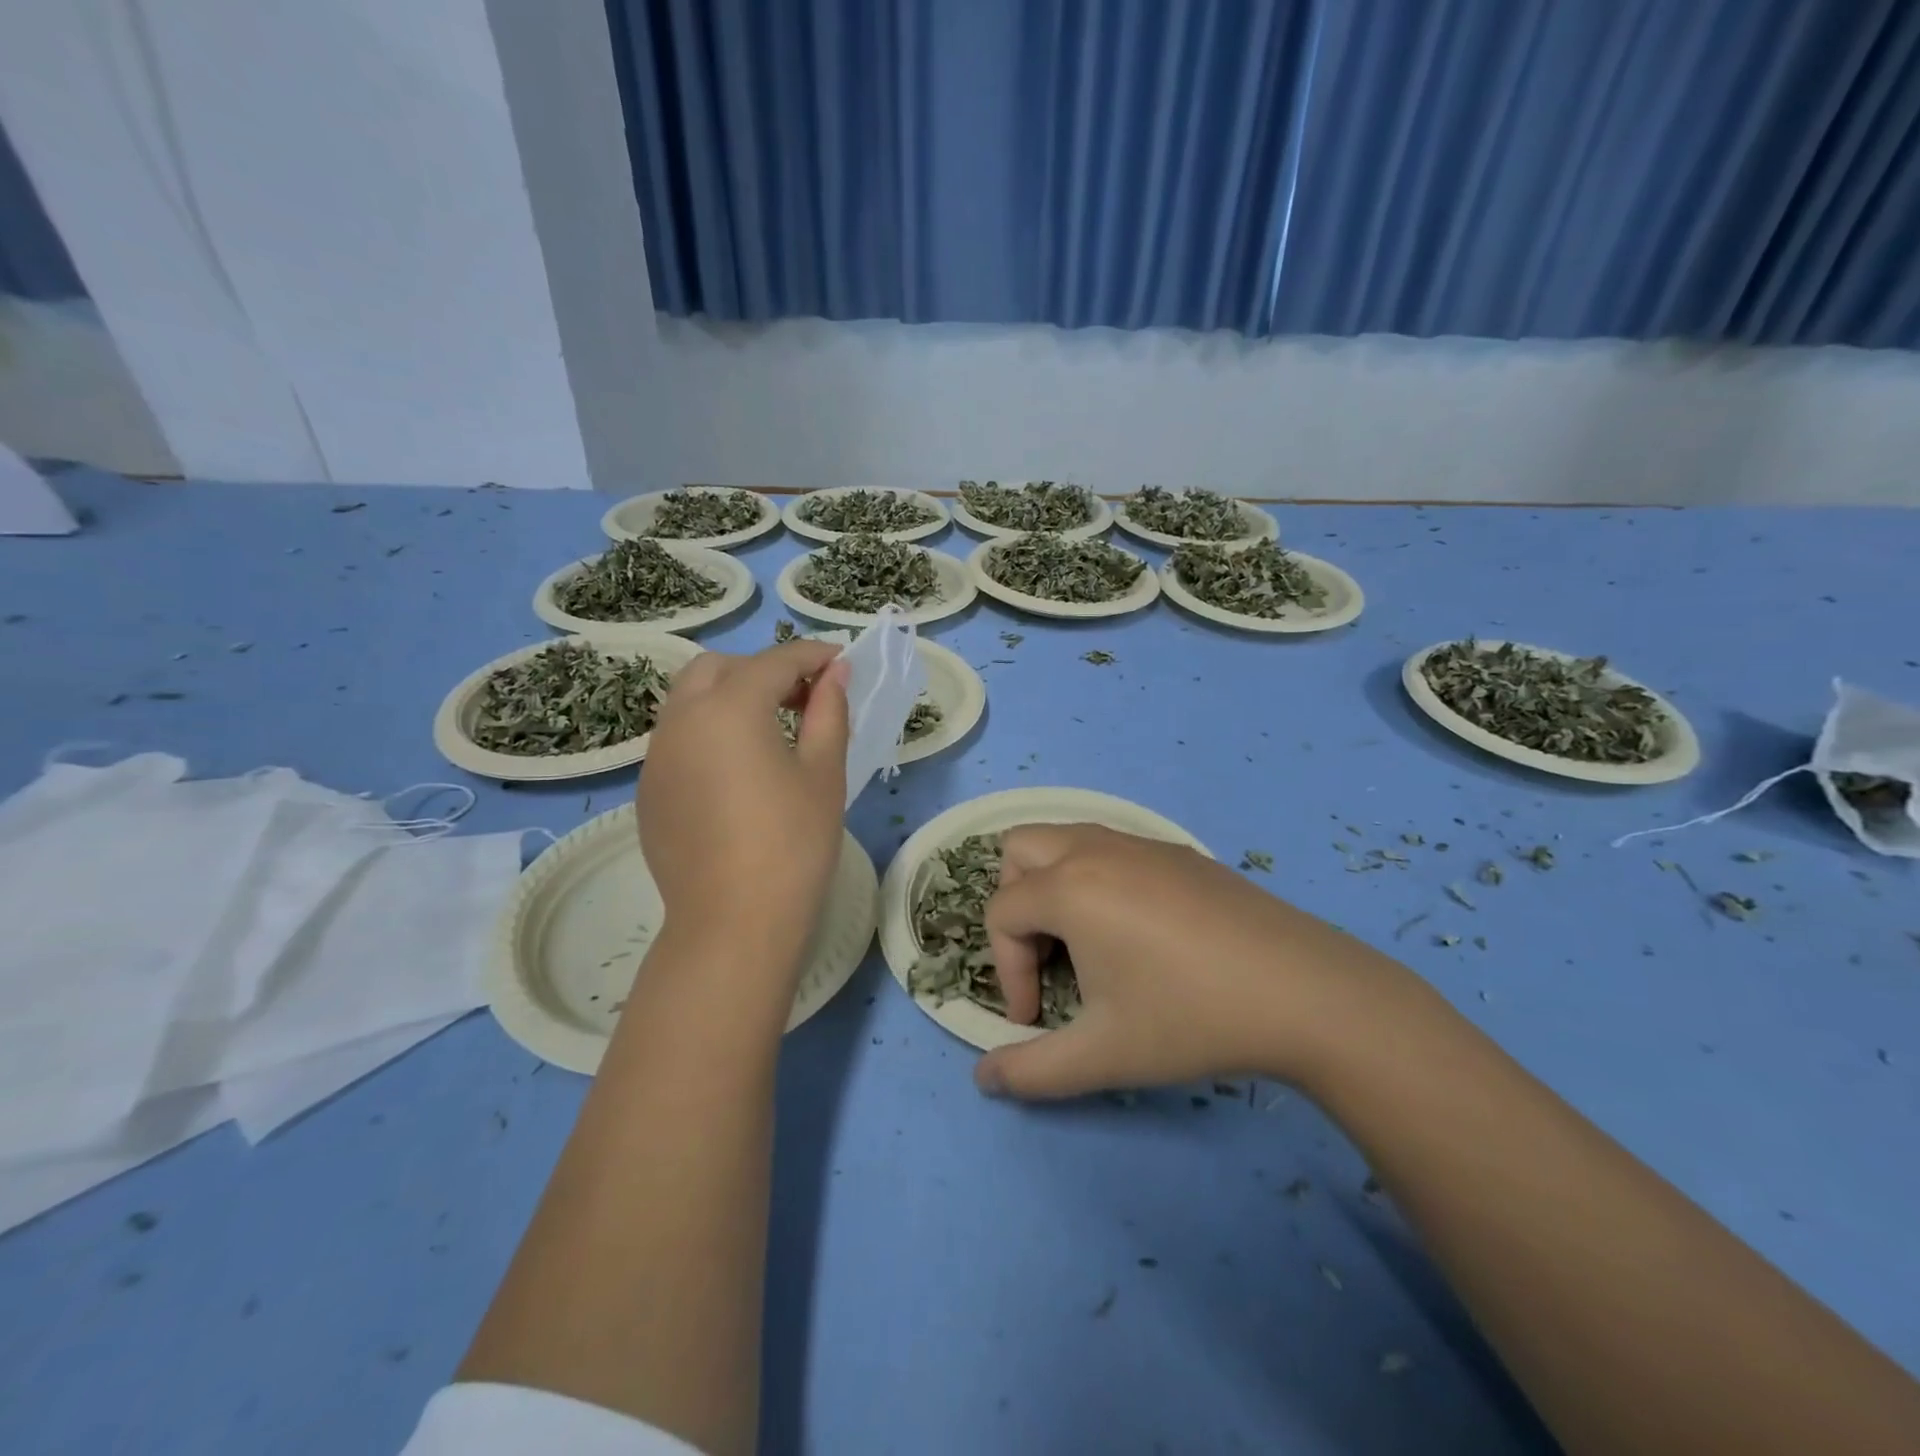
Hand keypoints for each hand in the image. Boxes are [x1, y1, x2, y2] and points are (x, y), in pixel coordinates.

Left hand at [636, 641, 849, 972]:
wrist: (733, 923)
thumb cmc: (793, 844)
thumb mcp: (824, 773)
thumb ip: (829, 712)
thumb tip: (835, 674)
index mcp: (730, 708)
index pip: (775, 661)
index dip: (813, 655)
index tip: (841, 661)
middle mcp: (682, 719)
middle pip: (719, 668)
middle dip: (762, 669)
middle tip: (803, 698)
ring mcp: (657, 755)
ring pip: (690, 700)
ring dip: (730, 697)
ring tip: (772, 731)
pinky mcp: (649, 789)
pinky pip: (678, 739)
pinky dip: (709, 732)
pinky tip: (738, 772)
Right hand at [975, 824, 1414, 1099]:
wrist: (1305, 991)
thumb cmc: (1190, 1018)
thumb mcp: (1102, 1055)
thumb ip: (1031, 1072)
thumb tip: (985, 1079)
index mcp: (1068, 887)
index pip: (1001, 914)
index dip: (1007, 972)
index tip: (1037, 1020)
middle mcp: (1095, 849)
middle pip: (1018, 849)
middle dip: (1014, 902)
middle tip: (1045, 954)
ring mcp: (1140, 844)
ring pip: (1066, 837)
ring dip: (1053, 883)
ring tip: (1083, 941)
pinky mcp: (1178, 852)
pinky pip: (1110, 847)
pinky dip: (1095, 877)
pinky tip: (1138, 932)